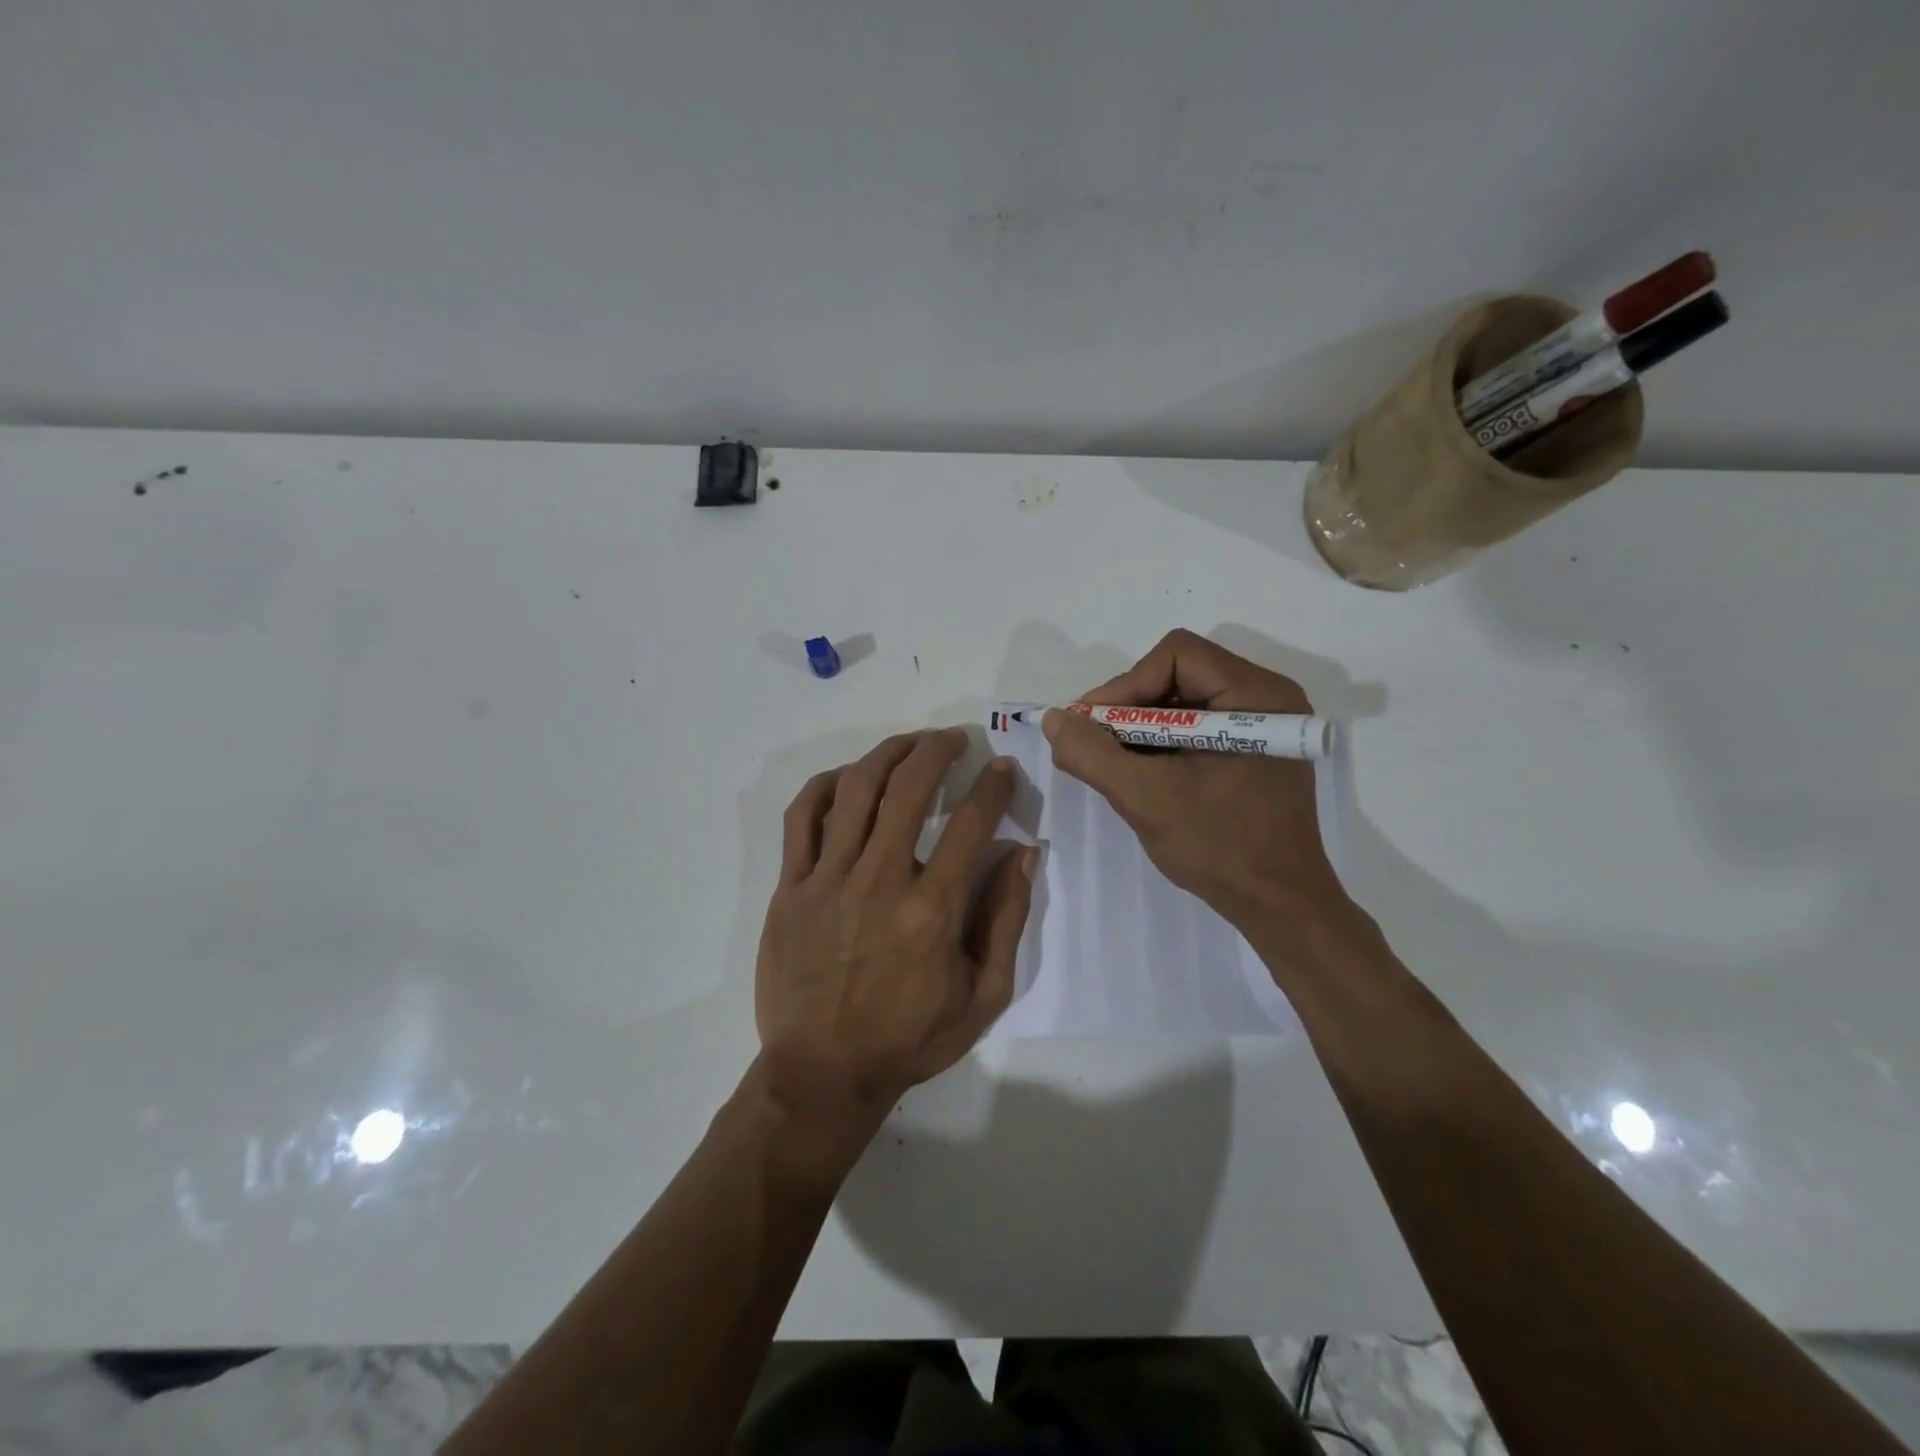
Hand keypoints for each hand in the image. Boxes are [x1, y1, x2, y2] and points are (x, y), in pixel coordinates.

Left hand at [755, 729, 1035, 1135]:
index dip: (993, 787)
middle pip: (909, 790)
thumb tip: (1024, 854)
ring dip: (888, 754)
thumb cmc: (909, 1038)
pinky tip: (848, 776)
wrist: (823, 1073)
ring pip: (856, 791)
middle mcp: (879, 882)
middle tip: (955, 740)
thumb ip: (1006, 920)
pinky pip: (803, 818)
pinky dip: (826, 785)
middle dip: (938, 751)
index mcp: (931, 911)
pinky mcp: (791, 888)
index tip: (1004, 768)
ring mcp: (827, 881)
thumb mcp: (983, 995)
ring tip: (910, 743)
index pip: (970, 824)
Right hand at [1043, 630, 1353, 934]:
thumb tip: (1054, 719)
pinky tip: (1143, 773)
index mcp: (1255, 695)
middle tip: (1096, 745)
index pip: (1175, 656)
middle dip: (1130, 708)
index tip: (1093, 727)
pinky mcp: (1255, 748)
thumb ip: (1093, 754)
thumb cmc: (1220, 848)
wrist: (1279, 906)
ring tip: (1115, 764)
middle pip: (1178, 673)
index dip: (1126, 685)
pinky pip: (1196, 725)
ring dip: (1141, 728)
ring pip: (1183, 700)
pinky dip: (1162, 743)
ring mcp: (1263, 724)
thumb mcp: (1146, 799)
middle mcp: (1266, 697)